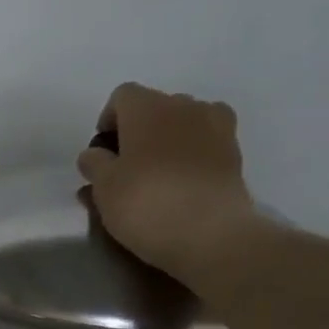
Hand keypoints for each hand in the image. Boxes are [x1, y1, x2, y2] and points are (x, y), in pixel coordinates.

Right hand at [77, 83, 255, 277]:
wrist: (209, 233)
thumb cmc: (145, 203)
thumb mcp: (104, 187)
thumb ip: (94, 164)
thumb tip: (94, 154)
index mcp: (148, 107)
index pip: (122, 96)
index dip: (108, 120)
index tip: (102, 151)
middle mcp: (184, 105)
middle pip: (154, 107)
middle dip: (138, 130)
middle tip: (126, 166)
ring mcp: (215, 126)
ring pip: (182, 122)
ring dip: (167, 139)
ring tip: (156, 173)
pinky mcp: (234, 151)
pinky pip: (205, 141)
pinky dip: (192, 152)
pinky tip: (184, 178)